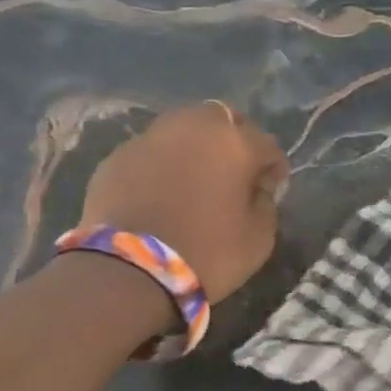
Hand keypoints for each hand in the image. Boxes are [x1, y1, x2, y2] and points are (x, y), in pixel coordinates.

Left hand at [79, 103, 288, 301]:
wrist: (129, 271)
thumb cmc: (208, 253)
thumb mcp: (260, 237)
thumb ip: (265, 203)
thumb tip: (256, 188)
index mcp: (234, 142)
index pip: (267, 145)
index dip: (274, 167)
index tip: (272, 188)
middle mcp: (192, 127)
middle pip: (222, 120)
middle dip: (233, 141)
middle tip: (234, 173)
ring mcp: (149, 138)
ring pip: (182, 130)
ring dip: (195, 147)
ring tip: (196, 179)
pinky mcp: (116, 157)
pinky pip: (152, 152)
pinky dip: (163, 165)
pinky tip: (163, 193)